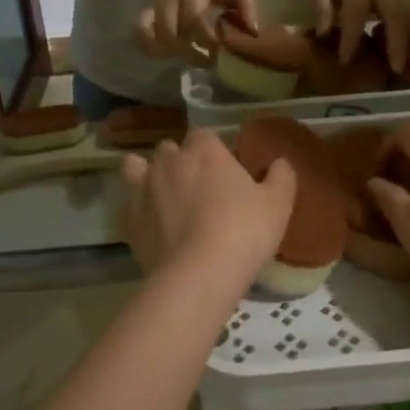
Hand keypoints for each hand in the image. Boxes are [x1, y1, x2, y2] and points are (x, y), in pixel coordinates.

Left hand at [119, 129, 295, 278]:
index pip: (204, 135)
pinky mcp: (128, 220)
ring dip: (146, 175)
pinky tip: (152, 225)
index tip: (225, 170)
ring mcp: (143, 189)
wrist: (199, 274)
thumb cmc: (244, 230)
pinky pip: (128, 205)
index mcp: (204, 150)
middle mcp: (168, 161)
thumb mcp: (278, 204)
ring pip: (135, 167)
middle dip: (179, 160)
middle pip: (169, 149)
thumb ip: (281, 177)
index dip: (213, 150)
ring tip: (163, 196)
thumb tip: (280, 162)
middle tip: (198, 186)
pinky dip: (138, 210)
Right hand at [134, 0, 258, 61]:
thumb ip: (245, 4)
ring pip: (156, 41)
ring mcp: (155, 9)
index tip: (221, 50)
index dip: (206, 38)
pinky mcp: (147, 17)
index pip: (193, 18)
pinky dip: (153, 50)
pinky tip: (170, 54)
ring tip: (195, 59)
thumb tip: (252, 32)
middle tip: (209, 61)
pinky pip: (143, 40)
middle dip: (189, 54)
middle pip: (169, 34)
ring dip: (174, 55)